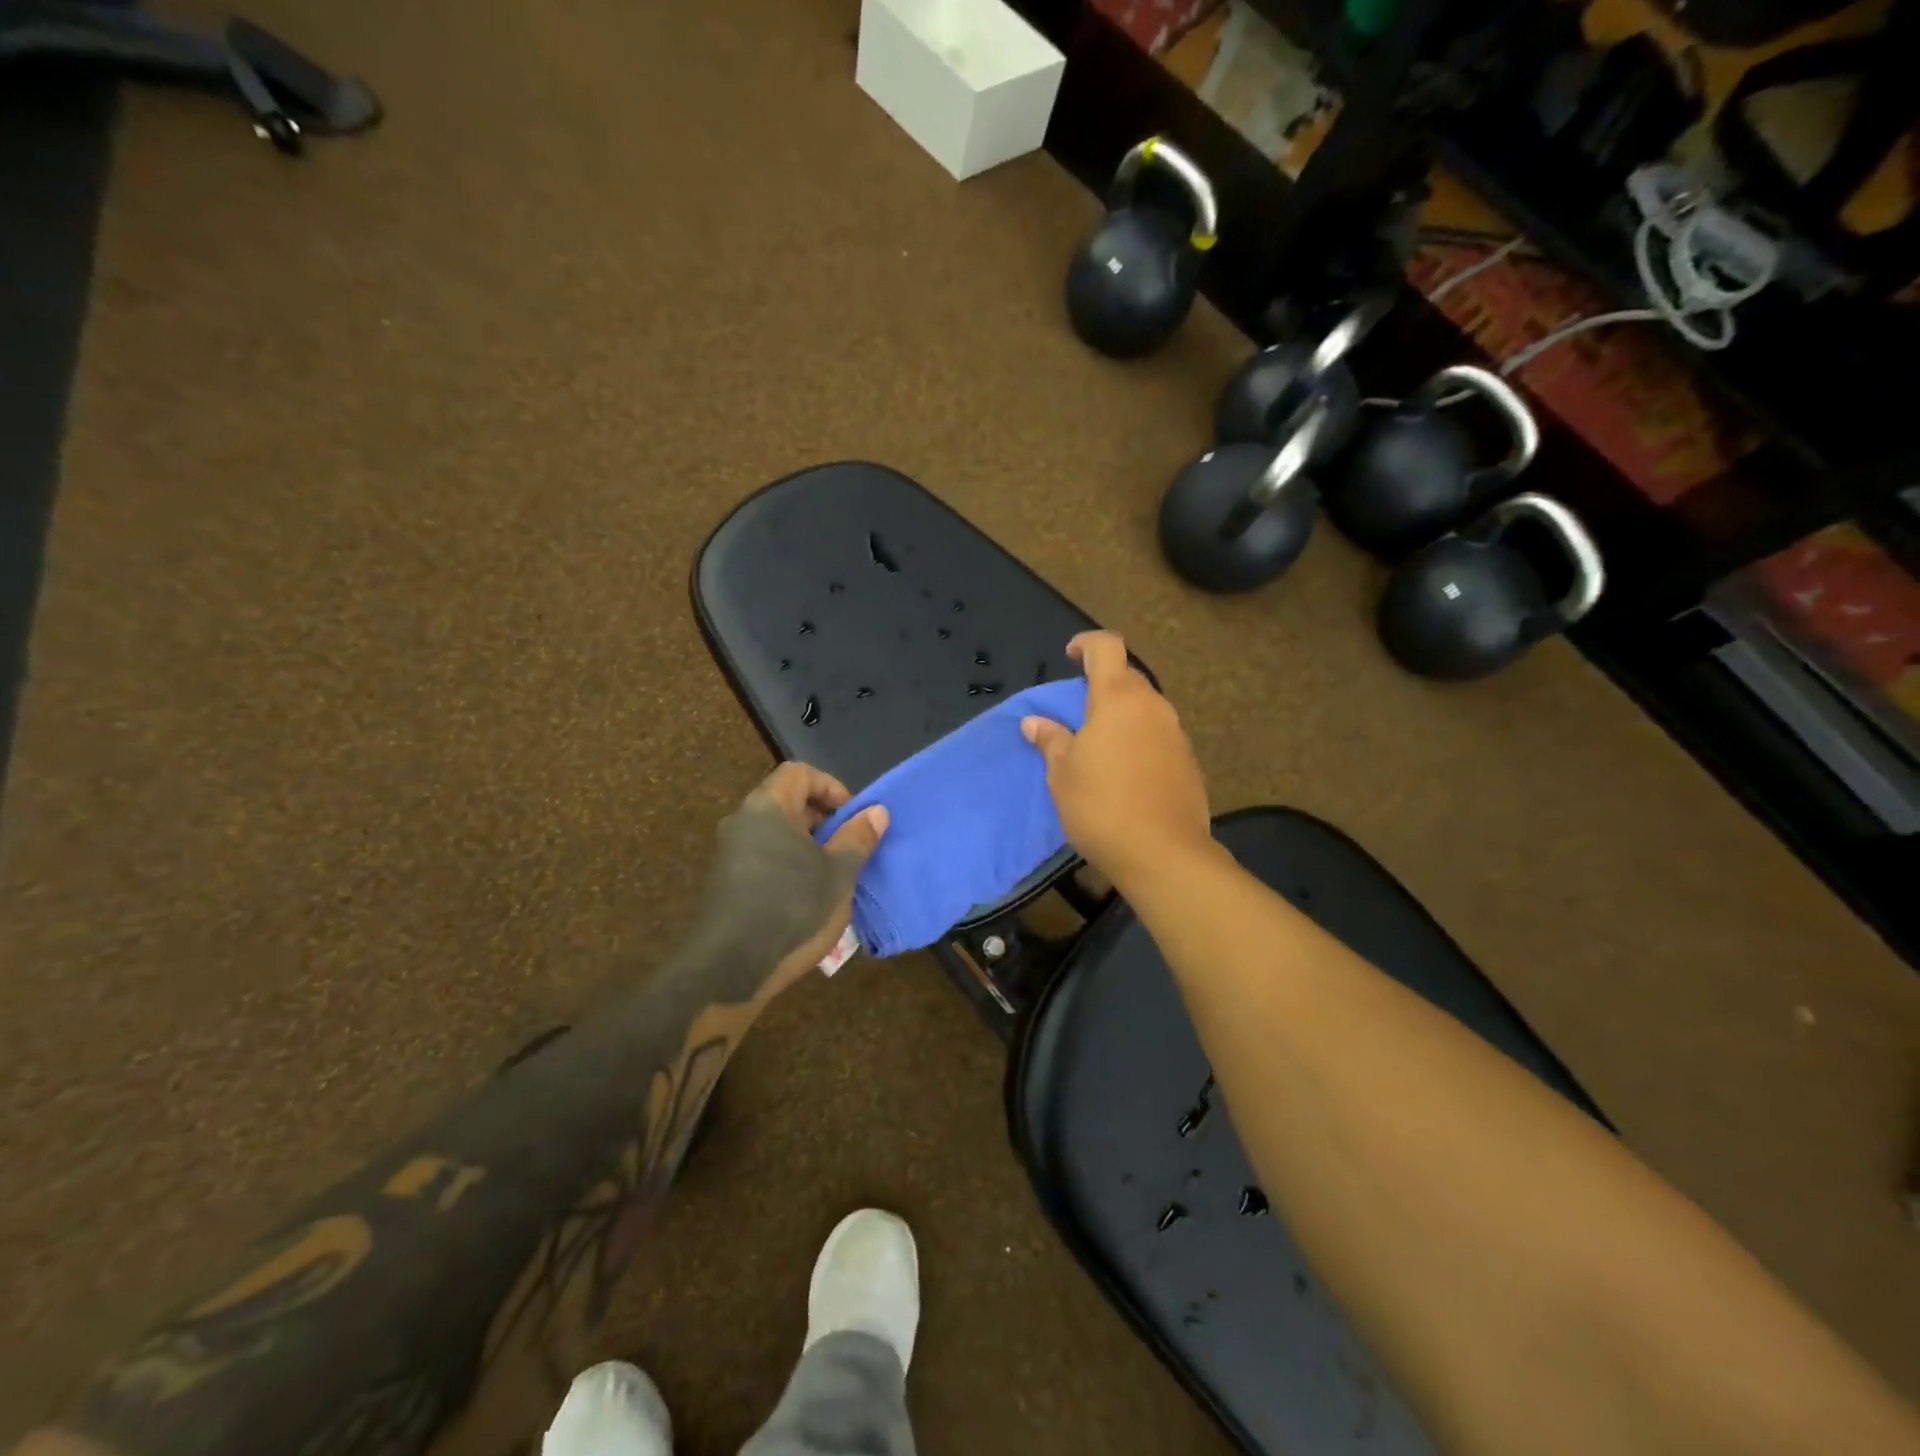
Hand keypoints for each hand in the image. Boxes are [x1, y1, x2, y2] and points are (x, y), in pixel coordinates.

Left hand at [701, 762, 887, 1000]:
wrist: (731, 968)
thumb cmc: (793, 908)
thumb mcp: (839, 873)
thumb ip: (858, 837)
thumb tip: (876, 811)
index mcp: (768, 807)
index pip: (799, 772)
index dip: (830, 787)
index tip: (852, 817)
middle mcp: (743, 821)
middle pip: (787, 800)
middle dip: (822, 819)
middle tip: (848, 846)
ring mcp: (730, 853)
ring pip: (775, 832)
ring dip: (807, 845)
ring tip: (832, 874)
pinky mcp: (726, 882)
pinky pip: (763, 856)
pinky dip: (788, 864)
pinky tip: (806, 897)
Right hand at [1022, 631, 1213, 896]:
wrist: (1163, 854)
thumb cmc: (1101, 806)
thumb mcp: (1062, 774)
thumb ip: (1050, 740)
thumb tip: (1034, 722)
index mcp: (1118, 698)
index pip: (1107, 647)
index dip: (1086, 643)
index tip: (1070, 656)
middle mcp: (1153, 707)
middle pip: (1128, 678)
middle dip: (1102, 685)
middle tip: (1077, 713)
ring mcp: (1176, 734)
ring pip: (1145, 709)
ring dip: (1122, 715)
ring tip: (1099, 746)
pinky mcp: (1188, 762)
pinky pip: (1158, 737)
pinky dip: (1139, 741)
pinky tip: (1125, 773)